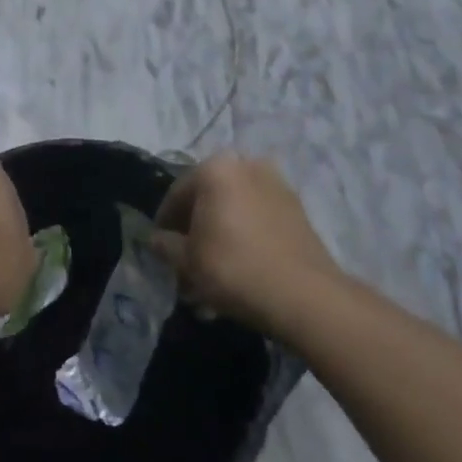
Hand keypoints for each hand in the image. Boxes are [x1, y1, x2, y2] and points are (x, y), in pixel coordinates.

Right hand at [153, 153, 341, 336]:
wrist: (304, 296)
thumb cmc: (234, 268)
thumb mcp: (186, 260)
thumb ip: (165, 245)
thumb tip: (156, 239)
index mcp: (215, 169)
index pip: (176, 194)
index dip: (165, 223)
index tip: (161, 248)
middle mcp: (246, 165)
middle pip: (208, 198)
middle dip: (196, 227)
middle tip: (187, 259)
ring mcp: (277, 185)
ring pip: (235, 208)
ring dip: (221, 232)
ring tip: (215, 268)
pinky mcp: (297, 209)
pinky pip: (258, 218)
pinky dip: (245, 235)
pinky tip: (241, 265)